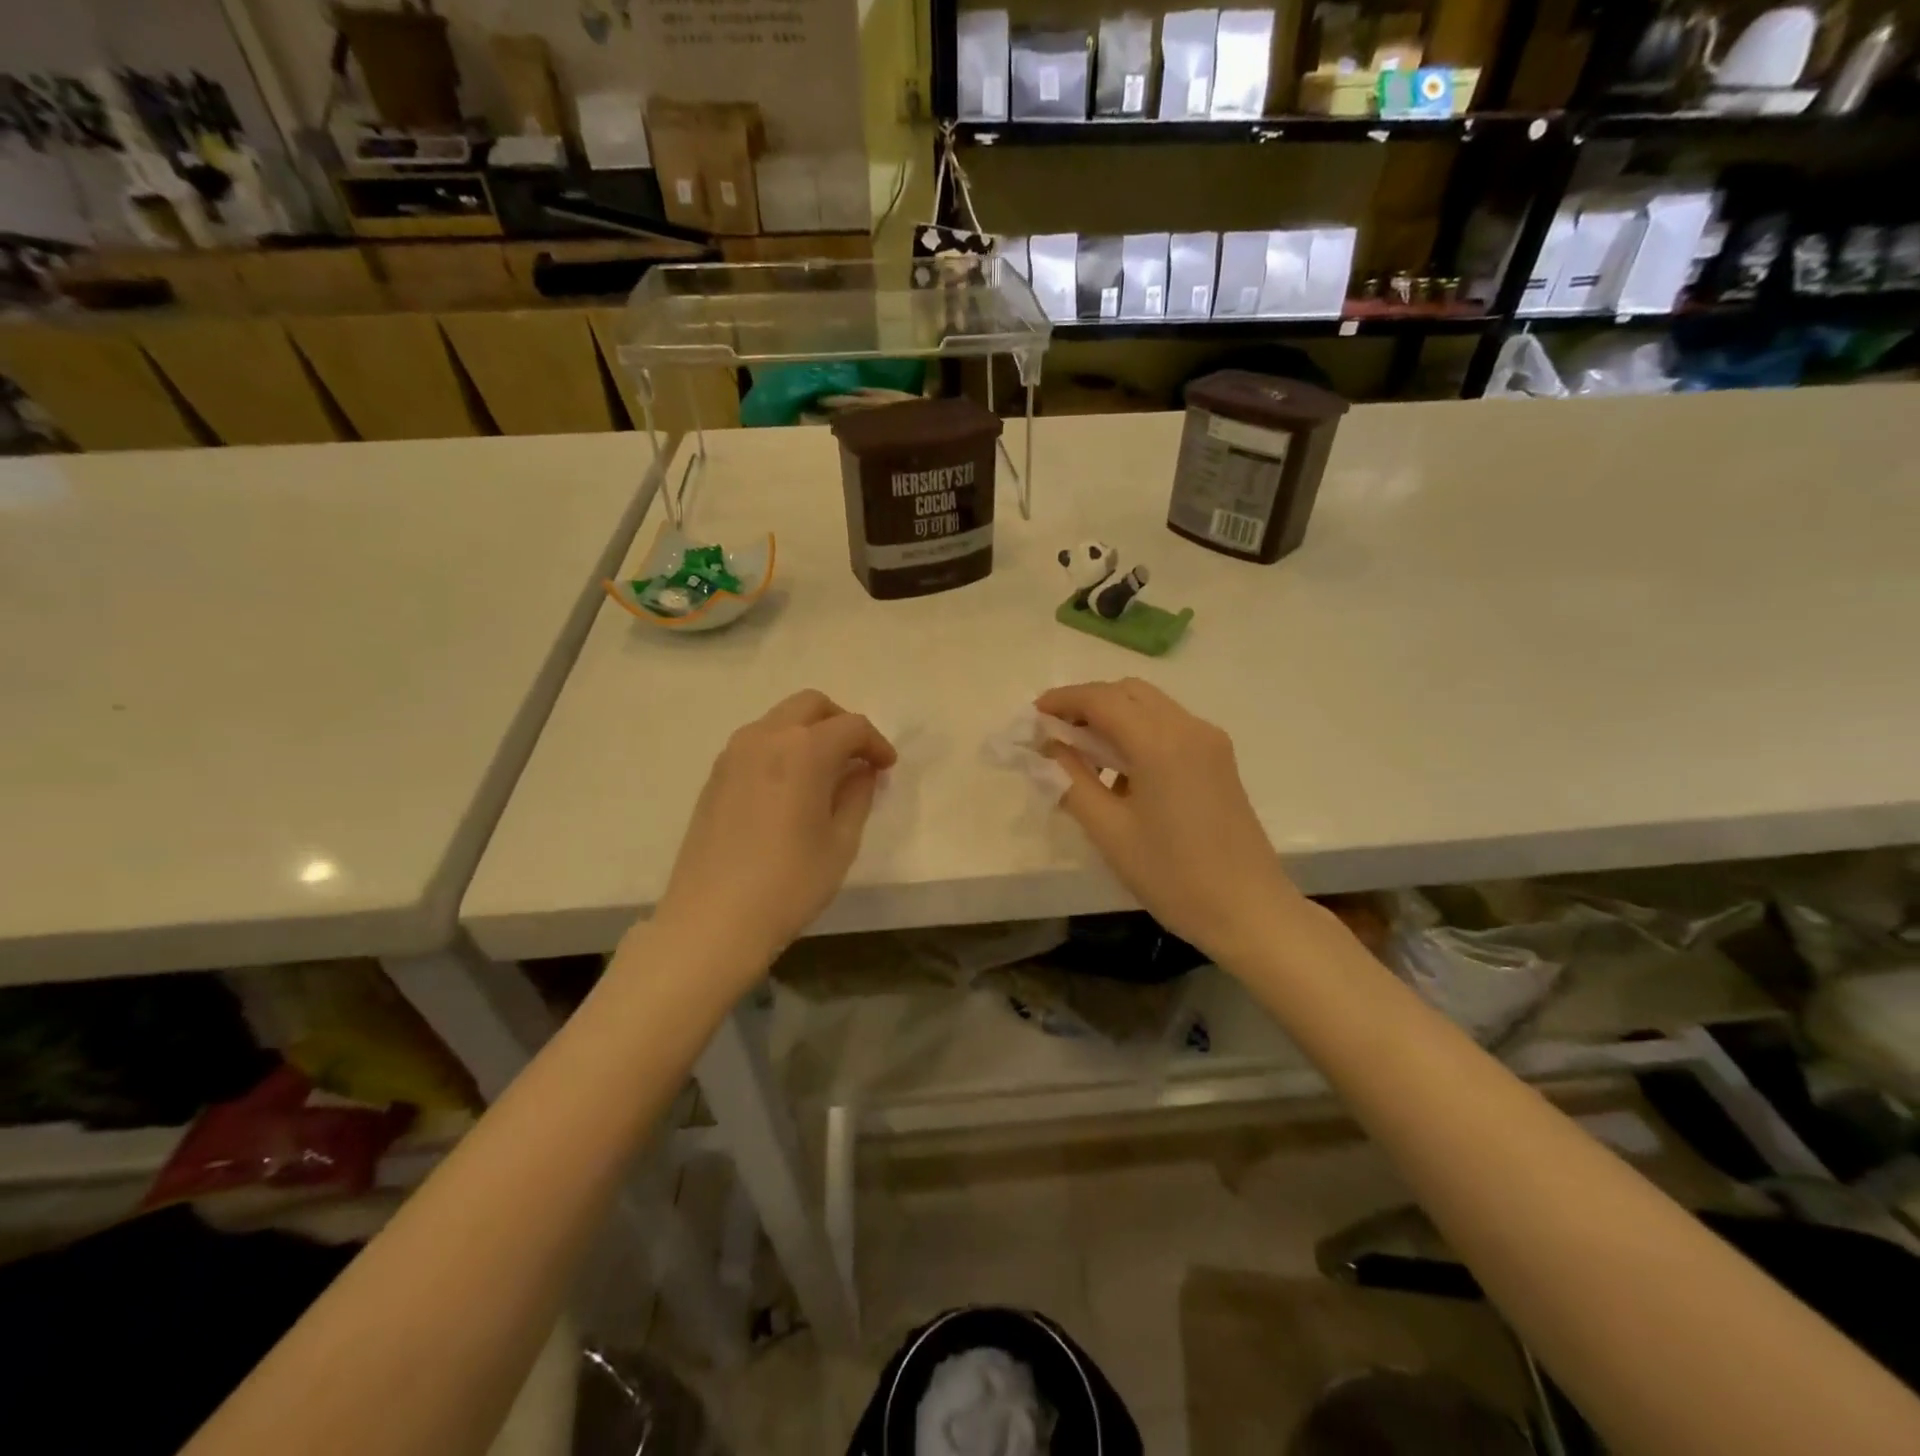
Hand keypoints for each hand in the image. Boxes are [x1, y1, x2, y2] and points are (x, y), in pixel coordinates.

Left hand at [652, 690, 895, 975]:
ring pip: (780, 719)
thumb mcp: (840, 843)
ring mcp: (734, 754)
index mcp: (804, 750)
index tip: (887, 768)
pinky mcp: (715, 776)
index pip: (851, 726)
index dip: (876, 743)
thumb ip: (856, 796)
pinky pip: (757, 742)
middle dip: (841, 723)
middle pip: (811, 705)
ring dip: (809, 732)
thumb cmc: (789, 884)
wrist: (713, 920)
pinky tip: (792, 787)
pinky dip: (783, 748)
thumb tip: (861, 771)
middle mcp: (766, 738)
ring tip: (826, 772)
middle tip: (858, 758)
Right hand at [1036, 679, 1307, 967]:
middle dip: (1087, 703)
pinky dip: (1137, 732)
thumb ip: (1071, 780)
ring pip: (1150, 706)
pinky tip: (1120, 771)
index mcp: (1160, 743)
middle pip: (1128, 692)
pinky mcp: (1218, 759)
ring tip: (1082, 754)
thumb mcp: (1109, 831)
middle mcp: (1189, 728)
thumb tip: (1047, 748)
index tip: (1032, 716)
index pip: (1101, 699)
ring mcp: (1209, 742)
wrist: (1248, 910)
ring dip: (1113, 716)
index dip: (1062, 701)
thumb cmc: (1172, 875)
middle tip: (1055, 733)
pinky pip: (1169, 727)